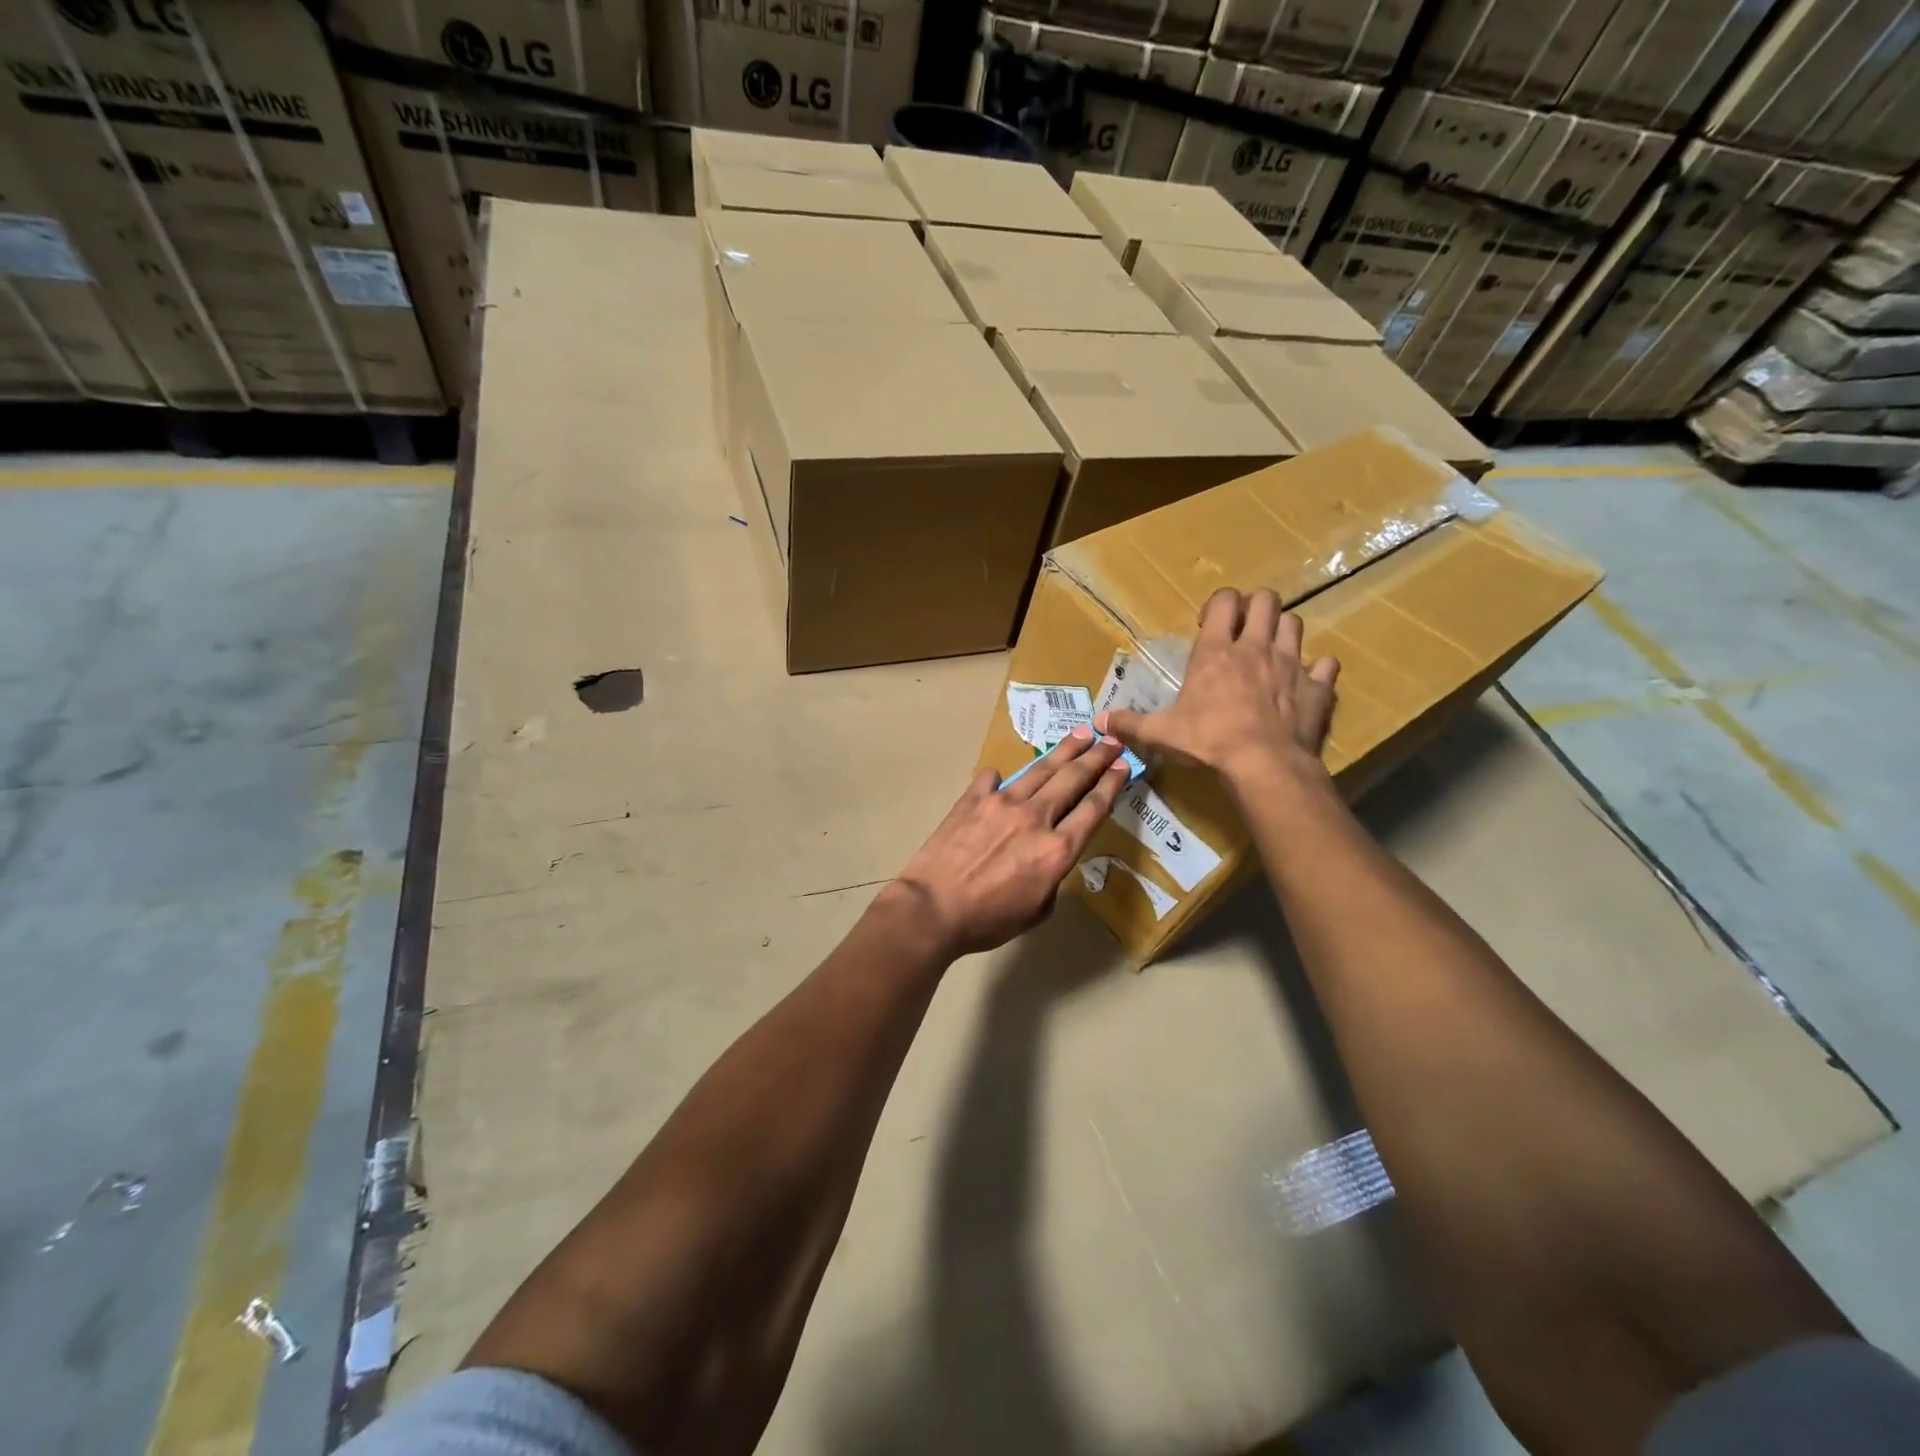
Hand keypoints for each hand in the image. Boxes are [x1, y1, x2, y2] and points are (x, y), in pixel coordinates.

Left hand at [886, 726, 1130, 957]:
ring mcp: (1002, 802)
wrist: (933, 908)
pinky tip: (1004, 775)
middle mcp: (1035, 817)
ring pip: (1041, 769)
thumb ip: (1053, 876)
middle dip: (1097, 757)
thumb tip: (1048, 853)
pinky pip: (992, 779)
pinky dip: (1002, 777)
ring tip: (1081, 733)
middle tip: (1112, 740)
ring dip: (1064, 750)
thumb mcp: (1038, 911)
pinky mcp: (972, 799)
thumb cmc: (988, 920)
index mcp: (1057, 849)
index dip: (1112, 783)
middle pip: (1073, 779)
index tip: (1124, 765)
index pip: (1093, 808)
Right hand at [1096, 588, 1337, 788]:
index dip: (1219, 604)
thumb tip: (1099, 721)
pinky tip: (1306, 681)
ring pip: (1296, 624)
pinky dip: (1317, 669)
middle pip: (1266, 600)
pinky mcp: (1317, 688)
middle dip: (1256, 607)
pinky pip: (1326, 666)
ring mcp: (1291, 664)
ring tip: (1271, 652)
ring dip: (1284, 632)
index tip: (1210, 625)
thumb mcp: (1162, 733)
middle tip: (1244, 631)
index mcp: (1217, 651)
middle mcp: (1256, 647)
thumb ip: (1131, 723)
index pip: (1224, 601)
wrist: (1263, 764)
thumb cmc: (1208, 741)